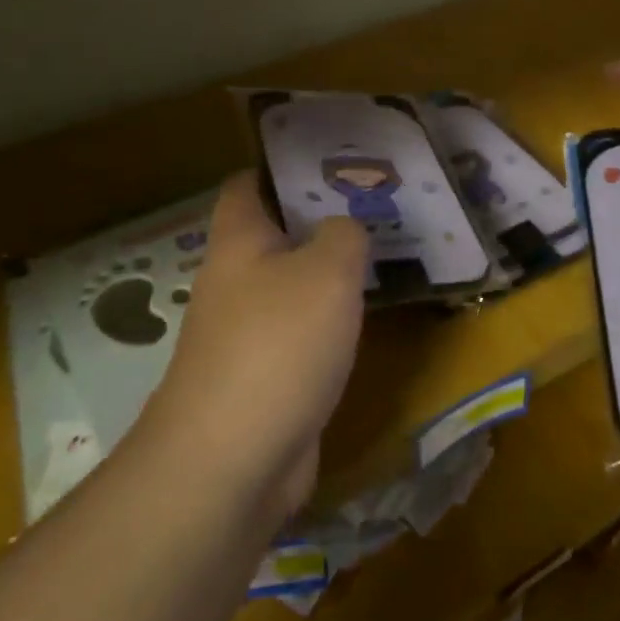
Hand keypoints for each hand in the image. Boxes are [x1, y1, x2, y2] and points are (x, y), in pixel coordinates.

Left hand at [133, 172, 368, 520]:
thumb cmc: (277, 345)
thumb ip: (344, 235)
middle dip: (323, 218)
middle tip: (379, 205)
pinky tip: (369, 317)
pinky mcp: (268, 376)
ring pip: (295, 285)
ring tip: (386, 252)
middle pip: (277, 234)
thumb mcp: (326, 271)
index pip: (249, 184)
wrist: (233, 461)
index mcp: (239, 242)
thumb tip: (345, 228)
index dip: (285, 166)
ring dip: (332, 271)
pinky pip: (304, 332)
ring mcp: (249, 333)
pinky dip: (333, 320)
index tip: (335, 160)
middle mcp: (236, 281)